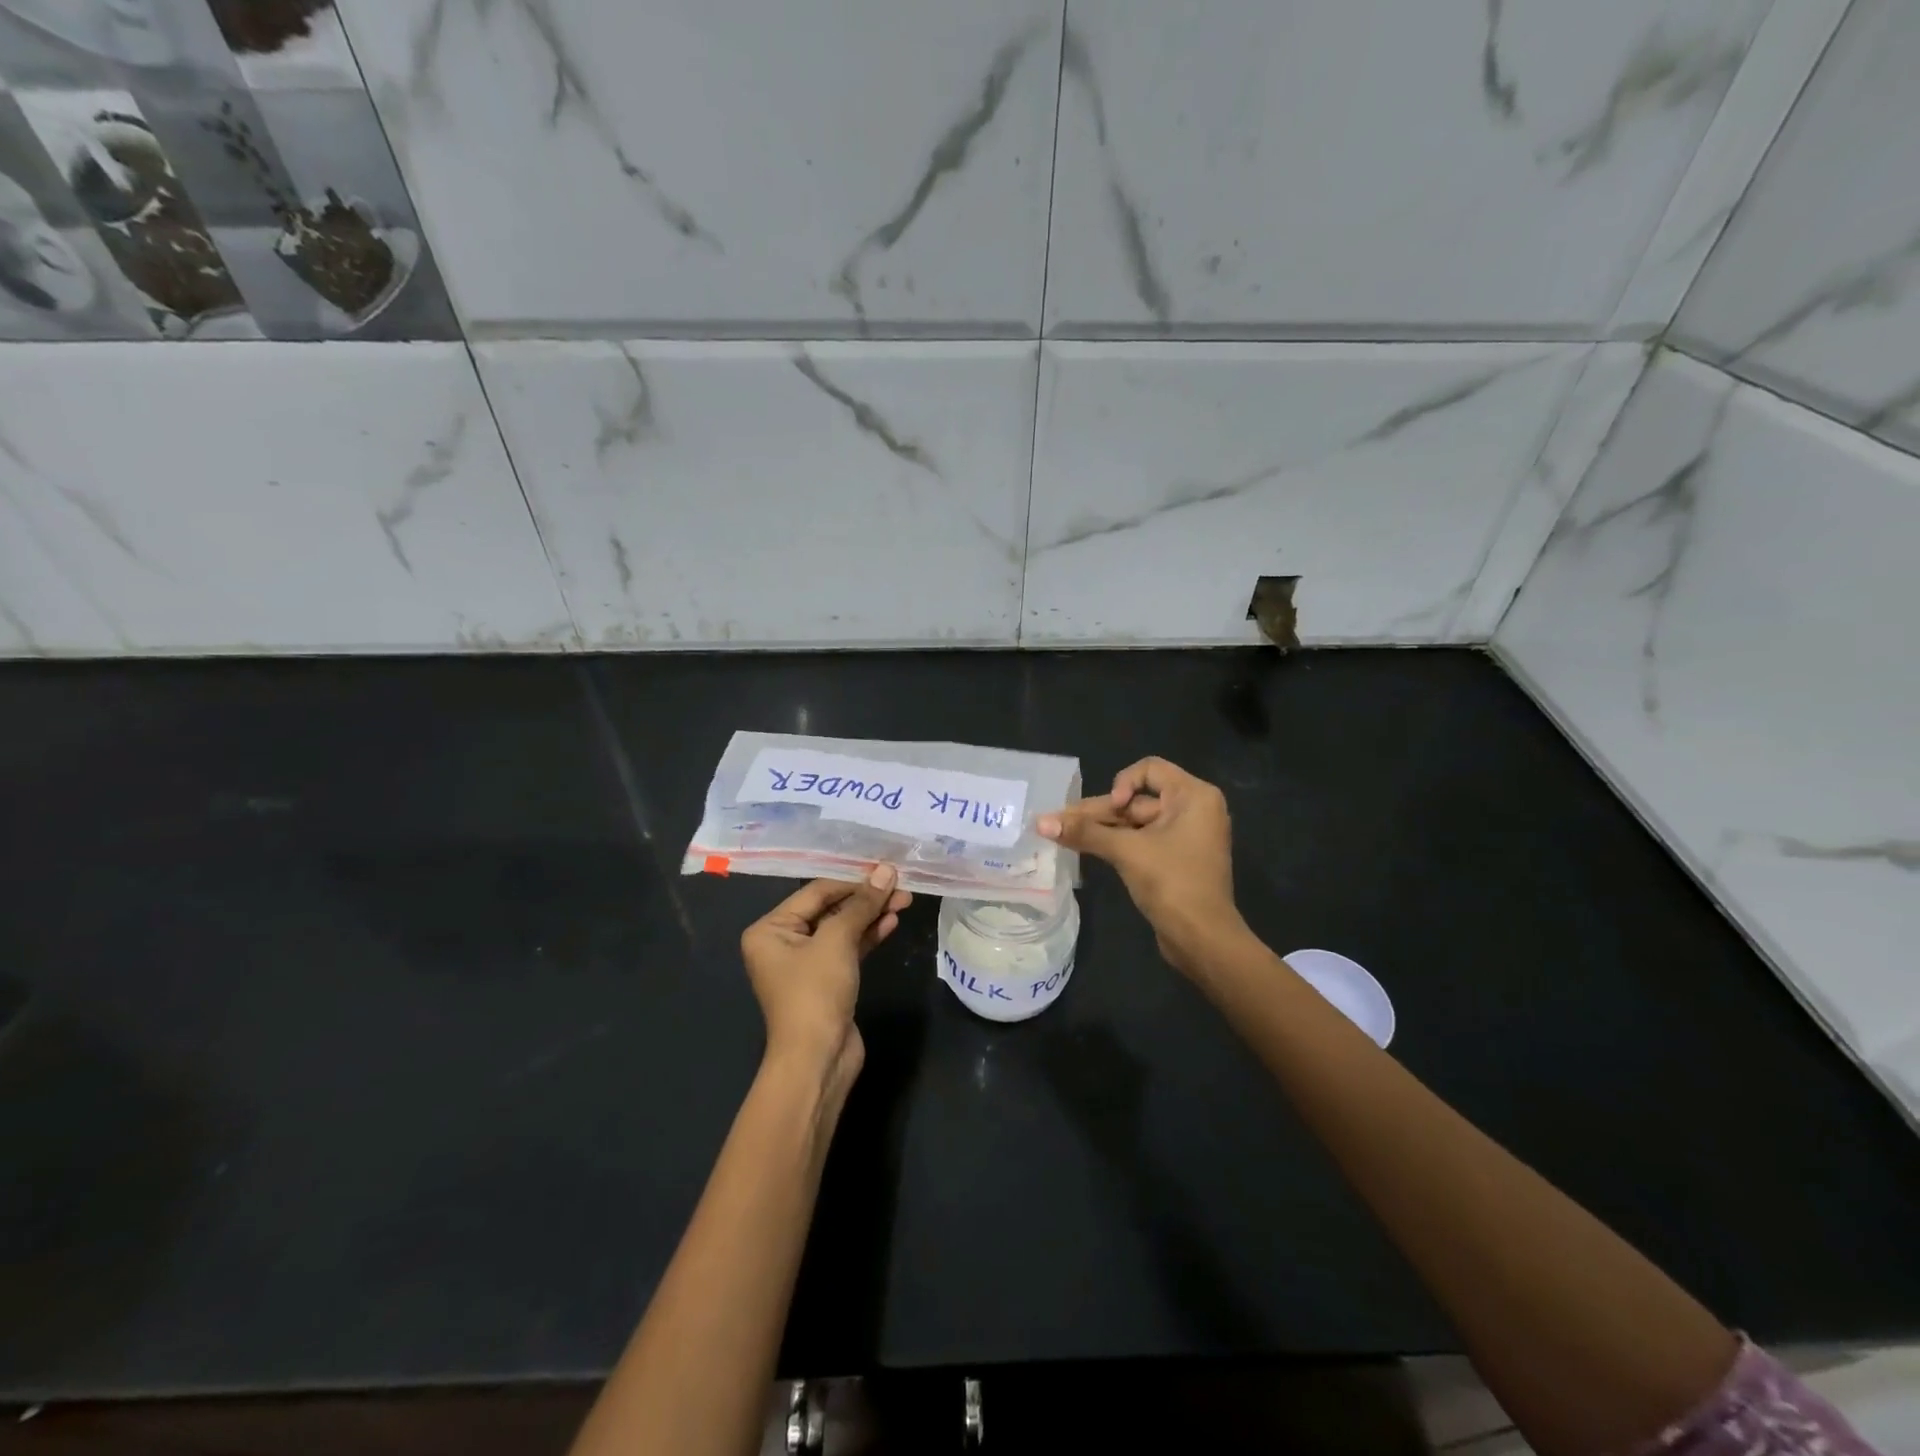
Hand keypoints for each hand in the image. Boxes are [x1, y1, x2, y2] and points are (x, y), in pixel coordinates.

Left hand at [739, 868, 910, 1091]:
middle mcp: (783, 942)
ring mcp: (806, 963)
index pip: (816, 892)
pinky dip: (868, 935)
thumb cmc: (815, 992)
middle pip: (830, 909)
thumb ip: (862, 904)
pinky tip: (891, 922)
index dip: (853, 880)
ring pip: (842, 929)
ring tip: (904, 900)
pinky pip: (848, 949)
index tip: (887, 871)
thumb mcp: (837, 941)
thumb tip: (886, 871)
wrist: (817, 1060)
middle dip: (866, 899)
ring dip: (871, 915)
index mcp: (770, 929)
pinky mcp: (827, 980)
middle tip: (901, 887)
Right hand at [1038, 757, 1243, 973]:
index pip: (1149, 769)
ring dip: (1101, 829)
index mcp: (1194, 796)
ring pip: (1134, 822)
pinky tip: (1083, 847)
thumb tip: (1040, 822)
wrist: (1203, 939)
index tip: (1115, 810)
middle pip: (1137, 799)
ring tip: (1062, 834)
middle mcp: (1193, 809)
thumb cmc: (1173, 883)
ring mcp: (1184, 836)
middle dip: (1099, 812)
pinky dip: (1115, 843)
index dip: (1123, 784)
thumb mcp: (1127, 852)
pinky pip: (1141, 841)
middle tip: (1059, 822)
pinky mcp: (1174, 859)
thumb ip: (1085, 832)